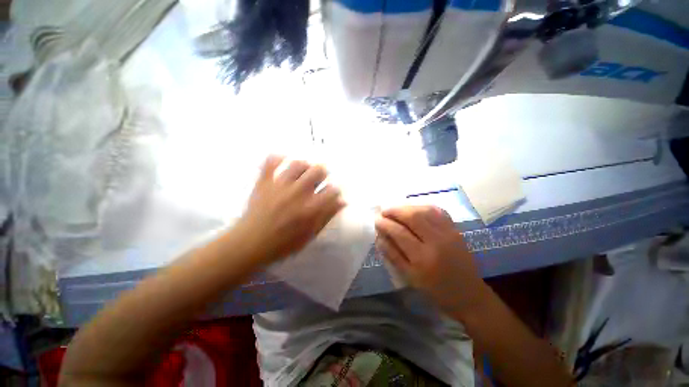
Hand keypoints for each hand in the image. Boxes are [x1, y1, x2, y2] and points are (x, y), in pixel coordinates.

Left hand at [235, 155, 344, 263]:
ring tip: (303, 172)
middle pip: (318, 170)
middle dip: (322, 174)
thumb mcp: (310, 234)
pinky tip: (283, 162)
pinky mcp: (264, 182)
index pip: (332, 190)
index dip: (334, 191)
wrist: (250, 243)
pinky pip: (271, 161)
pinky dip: (278, 158)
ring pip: (298, 164)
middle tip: (318, 180)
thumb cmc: (284, 243)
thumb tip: (342, 201)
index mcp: (311, 208)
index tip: (330, 193)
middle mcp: (299, 193)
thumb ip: (327, 216)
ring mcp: (280, 185)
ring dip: (304, 166)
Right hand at [375, 206, 485, 314]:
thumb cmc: (436, 290)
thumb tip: (379, 236)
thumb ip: (392, 255)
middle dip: (395, 211)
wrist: (469, 294)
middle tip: (384, 212)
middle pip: (413, 216)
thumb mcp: (410, 277)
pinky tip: (414, 209)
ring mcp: (448, 233)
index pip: (400, 233)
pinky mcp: (455, 229)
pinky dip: (422, 207)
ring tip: (396, 210)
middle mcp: (437, 241)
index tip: (377, 220)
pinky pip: (437, 211)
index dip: (385, 224)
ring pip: (425, 210)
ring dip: (407, 207)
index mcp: (423, 258)